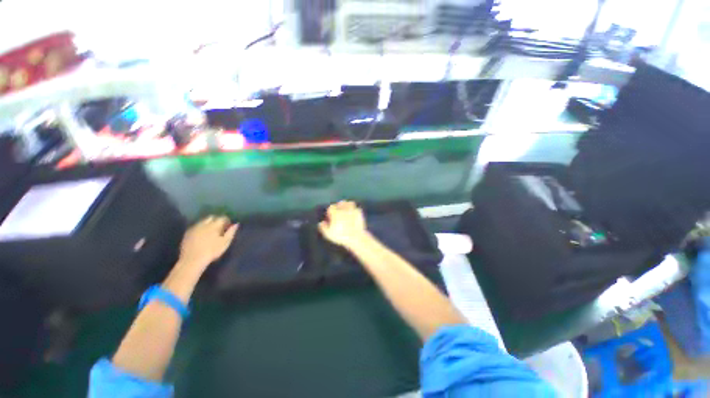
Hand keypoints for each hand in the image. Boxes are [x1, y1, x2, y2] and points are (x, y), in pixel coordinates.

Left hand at [178, 215, 237, 271]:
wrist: (192, 259)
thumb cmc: (212, 251)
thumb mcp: (225, 242)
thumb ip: (231, 232)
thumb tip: (236, 224)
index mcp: (215, 225)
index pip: (222, 217)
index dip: (226, 220)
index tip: (228, 226)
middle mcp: (204, 223)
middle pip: (212, 217)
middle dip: (216, 220)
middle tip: (219, 227)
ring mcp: (195, 227)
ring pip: (203, 221)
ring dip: (208, 223)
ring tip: (210, 231)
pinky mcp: (187, 233)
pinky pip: (196, 226)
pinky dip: (200, 228)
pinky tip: (201, 235)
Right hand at [318, 201, 368, 247]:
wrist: (356, 237)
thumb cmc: (341, 236)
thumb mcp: (328, 234)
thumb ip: (323, 227)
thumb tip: (321, 223)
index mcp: (335, 213)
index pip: (331, 208)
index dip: (330, 212)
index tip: (330, 216)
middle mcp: (344, 209)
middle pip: (340, 203)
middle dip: (338, 206)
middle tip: (338, 212)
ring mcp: (352, 210)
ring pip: (349, 203)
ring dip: (347, 205)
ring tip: (346, 210)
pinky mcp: (359, 213)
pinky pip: (356, 208)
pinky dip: (354, 209)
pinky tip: (353, 213)